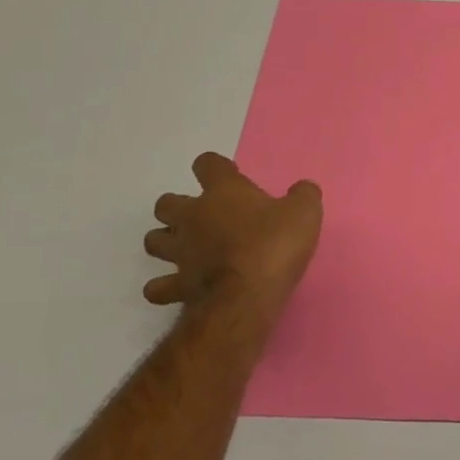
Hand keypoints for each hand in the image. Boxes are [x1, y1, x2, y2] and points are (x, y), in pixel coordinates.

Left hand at [144, 153, 321, 331]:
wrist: (247, 295)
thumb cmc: (275, 244)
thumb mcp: (305, 212)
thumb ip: (303, 195)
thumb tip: (302, 189)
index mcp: (224, 192)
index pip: (208, 164)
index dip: (216, 167)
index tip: (230, 176)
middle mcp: (193, 217)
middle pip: (167, 203)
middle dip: (178, 207)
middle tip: (203, 216)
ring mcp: (180, 252)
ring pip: (154, 241)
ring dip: (165, 241)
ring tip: (185, 247)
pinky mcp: (177, 285)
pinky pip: (158, 286)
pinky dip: (164, 286)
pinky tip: (177, 286)